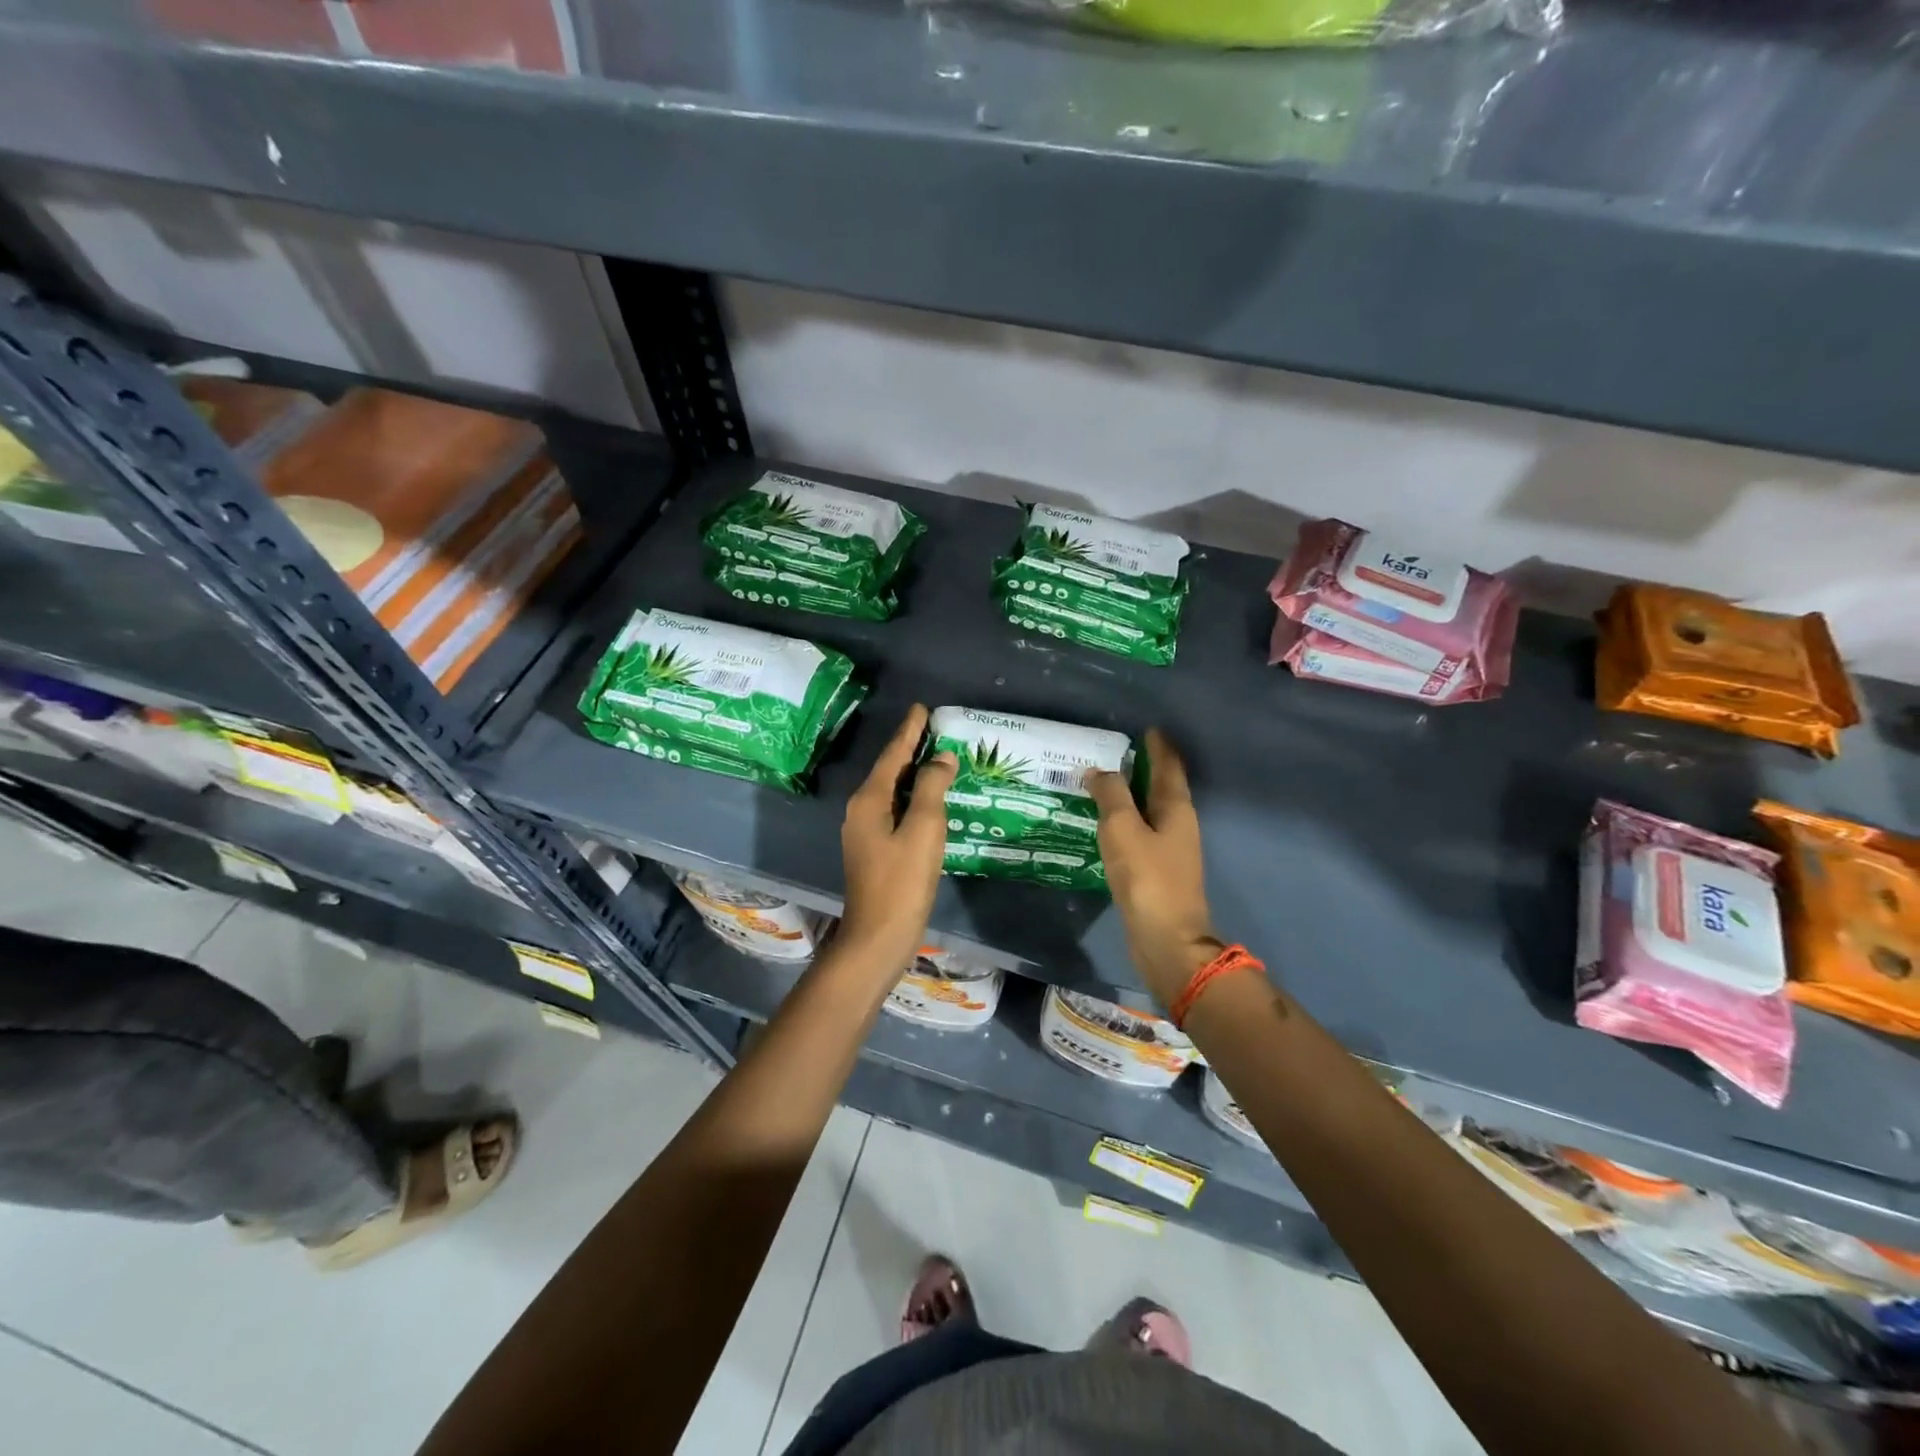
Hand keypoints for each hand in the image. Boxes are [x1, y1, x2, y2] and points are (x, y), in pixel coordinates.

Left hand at [837, 704, 957, 976]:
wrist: (878, 937)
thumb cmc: (902, 882)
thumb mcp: (923, 830)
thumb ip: (932, 788)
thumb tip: (941, 758)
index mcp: (869, 800)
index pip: (893, 755)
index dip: (909, 731)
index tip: (922, 708)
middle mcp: (861, 810)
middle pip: (889, 770)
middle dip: (911, 749)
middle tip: (935, 729)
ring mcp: (865, 832)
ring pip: (892, 791)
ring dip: (914, 774)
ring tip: (937, 757)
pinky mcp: (874, 850)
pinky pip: (895, 810)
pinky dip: (913, 798)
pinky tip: (930, 800)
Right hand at [1086, 729, 1220, 1009]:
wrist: (1166, 939)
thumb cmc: (1147, 878)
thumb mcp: (1122, 829)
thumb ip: (1110, 795)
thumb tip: (1098, 770)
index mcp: (1176, 808)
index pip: (1169, 766)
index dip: (1158, 745)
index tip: (1146, 727)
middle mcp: (1179, 824)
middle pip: (1163, 786)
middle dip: (1144, 766)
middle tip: (1115, 751)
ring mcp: (1171, 849)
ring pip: (1151, 810)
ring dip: (1133, 793)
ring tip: (1105, 781)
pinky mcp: (1158, 870)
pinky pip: (1141, 832)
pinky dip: (1126, 819)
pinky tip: (1107, 822)